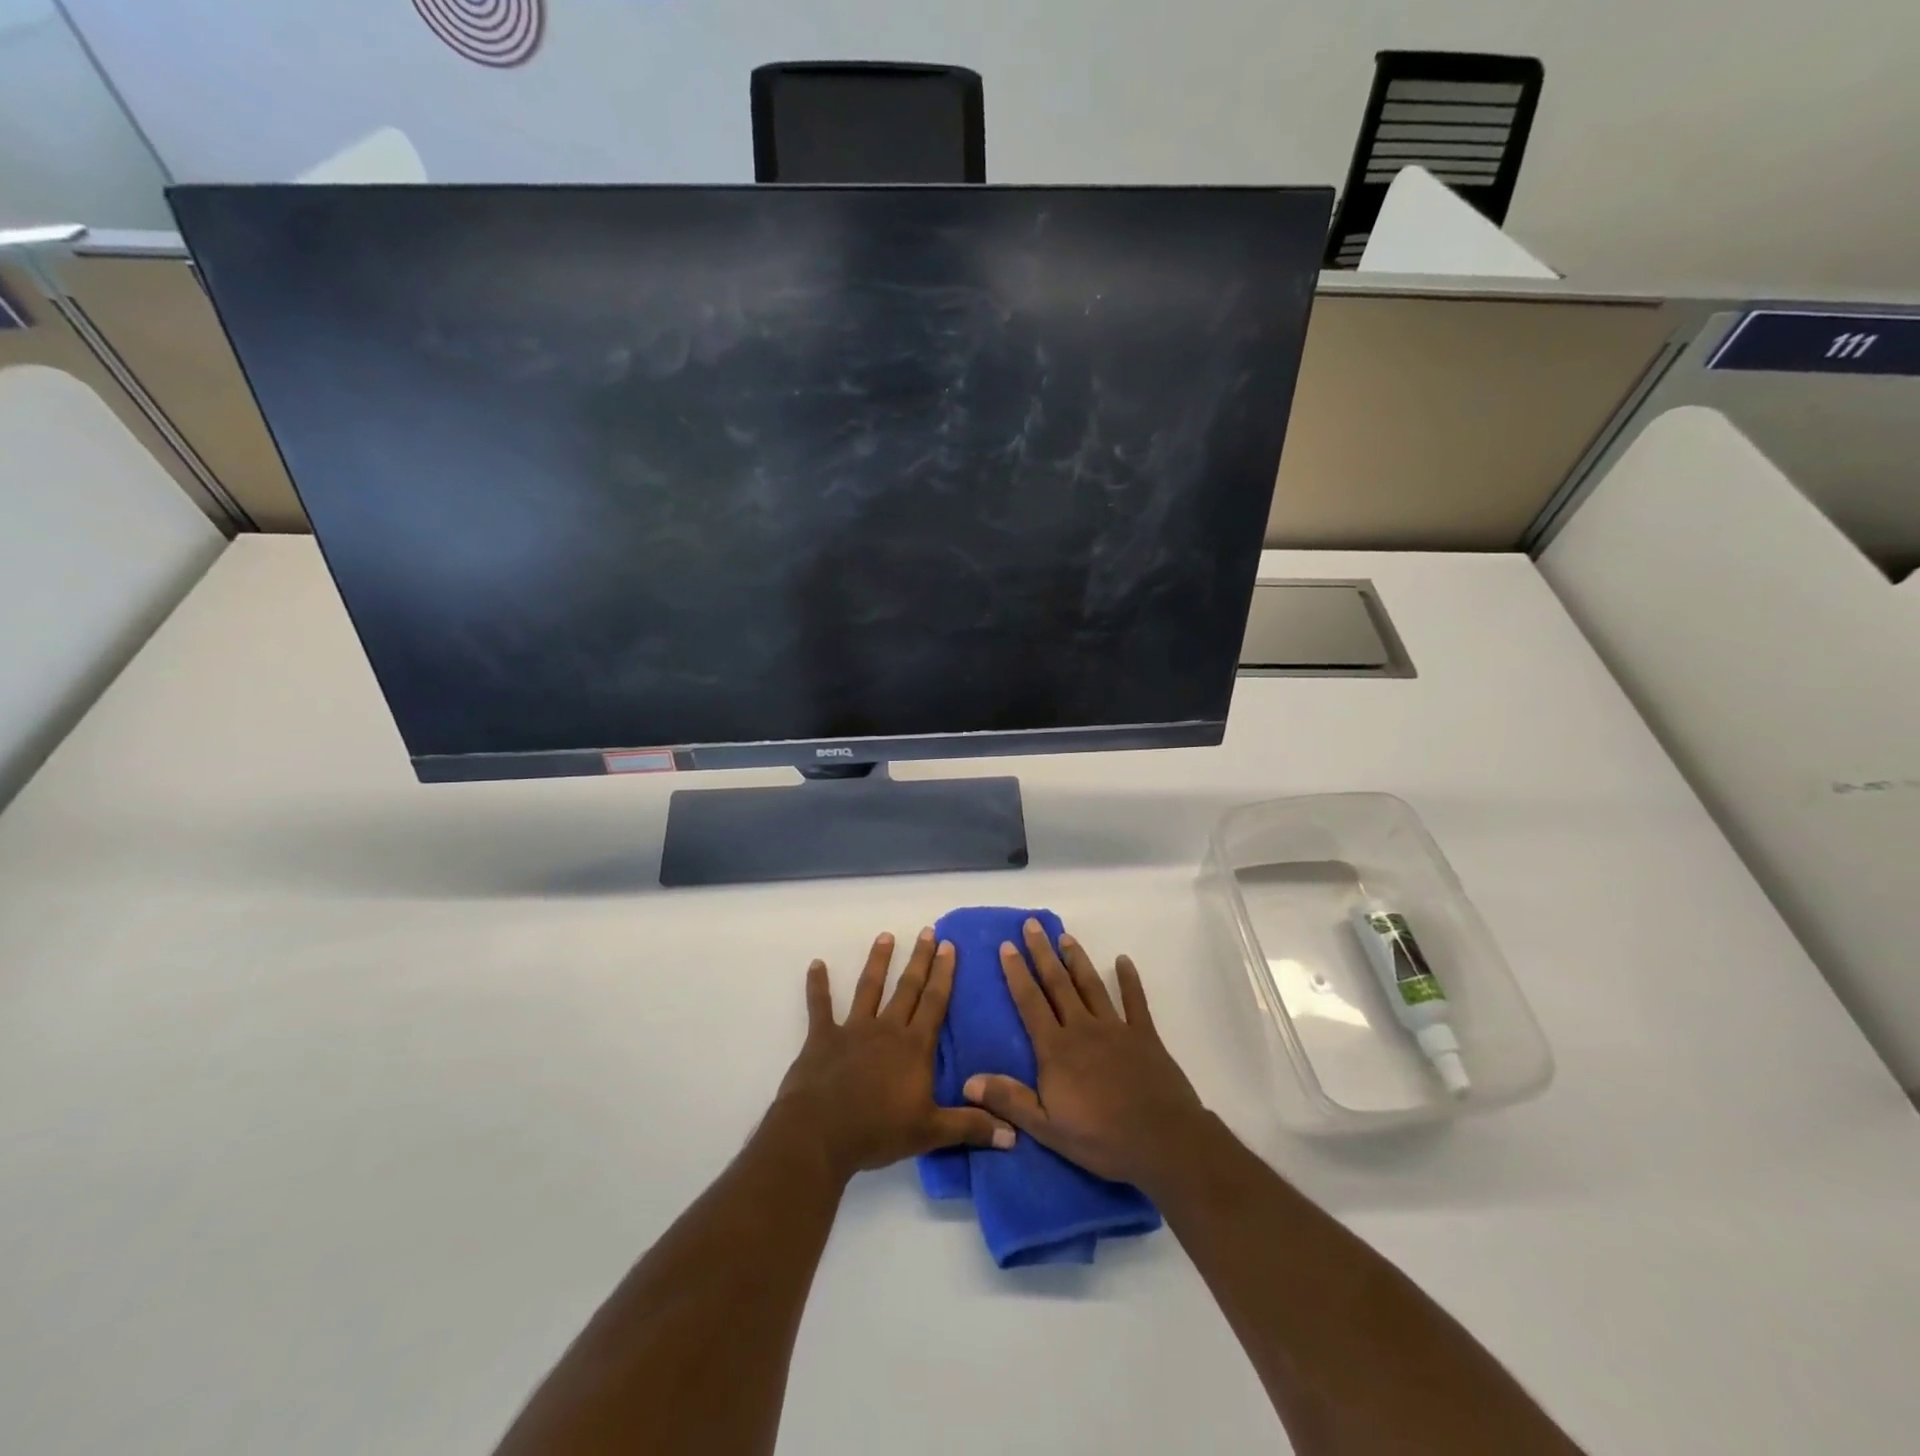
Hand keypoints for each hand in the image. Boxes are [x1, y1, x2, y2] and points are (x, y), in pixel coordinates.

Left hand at [772, 928, 1013, 1182]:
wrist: (821, 1133)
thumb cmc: (878, 1131)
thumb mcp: (931, 1132)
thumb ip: (970, 1126)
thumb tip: (1014, 1134)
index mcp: (914, 1047)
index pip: (935, 1002)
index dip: (944, 974)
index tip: (949, 945)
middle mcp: (887, 1029)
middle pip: (908, 988)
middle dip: (920, 959)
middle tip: (928, 931)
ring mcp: (853, 1029)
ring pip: (869, 988)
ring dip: (878, 961)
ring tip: (885, 936)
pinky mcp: (822, 1037)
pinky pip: (820, 1006)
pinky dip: (817, 985)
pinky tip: (816, 964)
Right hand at [962, 919, 1206, 1187]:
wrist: (1162, 1140)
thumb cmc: (1101, 1138)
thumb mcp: (1047, 1128)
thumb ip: (1009, 1101)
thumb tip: (968, 1081)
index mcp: (1056, 1050)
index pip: (1030, 1003)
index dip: (1017, 973)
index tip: (1007, 946)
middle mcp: (1082, 1029)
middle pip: (1058, 984)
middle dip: (1042, 953)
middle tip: (1032, 924)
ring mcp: (1115, 1028)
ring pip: (1091, 985)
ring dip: (1077, 959)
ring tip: (1065, 936)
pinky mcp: (1145, 1035)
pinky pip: (1136, 1001)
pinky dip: (1130, 980)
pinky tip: (1124, 960)